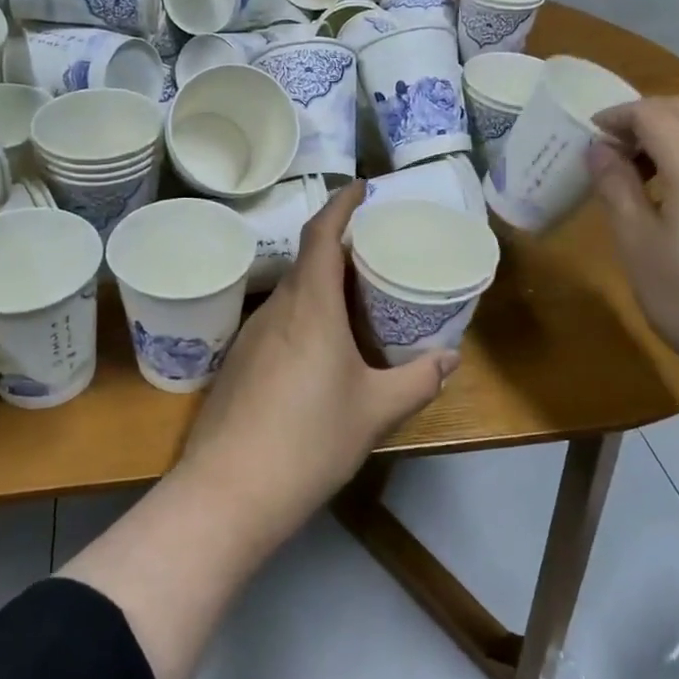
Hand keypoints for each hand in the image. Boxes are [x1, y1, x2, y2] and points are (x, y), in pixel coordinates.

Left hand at [179, 182, 457, 522]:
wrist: (229, 491)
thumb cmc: (309, 440)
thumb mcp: (375, 411)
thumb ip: (417, 381)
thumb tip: (449, 359)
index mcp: (310, 306)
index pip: (321, 234)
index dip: (341, 204)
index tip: (361, 187)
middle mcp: (276, 309)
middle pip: (307, 261)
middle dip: (340, 247)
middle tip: (377, 252)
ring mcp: (251, 335)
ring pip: (292, 293)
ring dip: (322, 285)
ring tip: (357, 299)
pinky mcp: (239, 362)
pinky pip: (279, 321)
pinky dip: (305, 315)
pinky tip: (323, 348)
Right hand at [585, 96, 678, 384]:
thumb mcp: (638, 245)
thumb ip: (616, 188)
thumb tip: (599, 150)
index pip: (652, 112)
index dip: (615, 117)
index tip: (586, 139)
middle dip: (641, 123)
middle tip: (607, 156)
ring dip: (667, 142)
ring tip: (637, 182)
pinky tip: (677, 206)